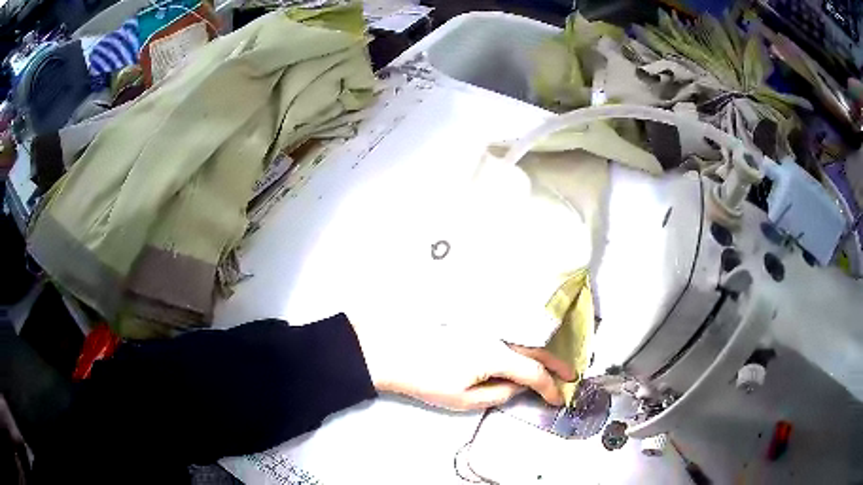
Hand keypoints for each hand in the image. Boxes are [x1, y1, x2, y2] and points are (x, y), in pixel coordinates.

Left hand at [351, 323, 574, 410]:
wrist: (395, 351)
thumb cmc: (427, 377)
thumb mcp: (465, 398)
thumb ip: (499, 393)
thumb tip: (519, 387)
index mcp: (496, 355)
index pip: (534, 373)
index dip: (550, 387)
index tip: (559, 398)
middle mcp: (497, 336)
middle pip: (536, 350)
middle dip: (556, 365)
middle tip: (570, 376)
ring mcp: (486, 328)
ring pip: (525, 340)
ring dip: (543, 354)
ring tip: (555, 367)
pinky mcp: (476, 326)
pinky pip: (510, 336)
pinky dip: (526, 347)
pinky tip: (528, 354)